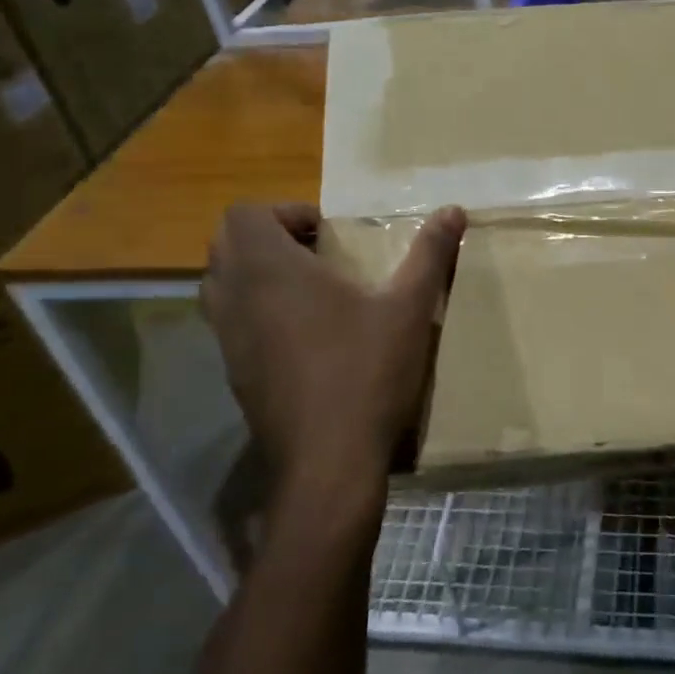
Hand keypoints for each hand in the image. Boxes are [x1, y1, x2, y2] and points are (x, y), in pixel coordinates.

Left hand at [200, 203, 465, 493]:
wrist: (328, 464)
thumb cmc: (367, 372)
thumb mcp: (409, 307)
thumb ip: (430, 253)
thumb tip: (454, 209)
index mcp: (271, 271)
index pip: (244, 214)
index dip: (284, 212)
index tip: (327, 233)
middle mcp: (237, 299)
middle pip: (224, 243)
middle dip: (267, 237)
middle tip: (317, 253)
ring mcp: (228, 340)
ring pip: (220, 285)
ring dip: (256, 273)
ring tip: (308, 289)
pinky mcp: (234, 374)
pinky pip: (229, 323)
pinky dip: (254, 311)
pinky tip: (305, 336)